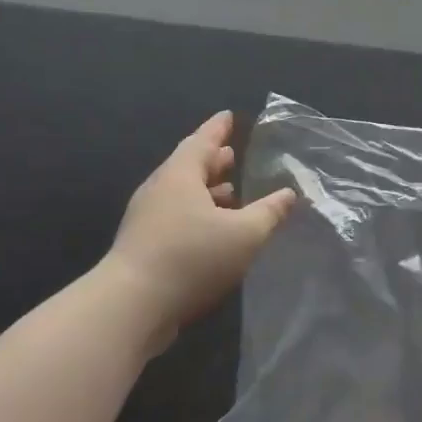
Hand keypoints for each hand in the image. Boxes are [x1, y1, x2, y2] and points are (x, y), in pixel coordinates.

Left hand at [101, 111, 297, 352]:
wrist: (132, 305)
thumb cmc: (192, 257)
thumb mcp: (245, 234)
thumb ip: (270, 212)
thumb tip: (288, 194)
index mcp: (180, 176)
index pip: (201, 141)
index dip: (217, 129)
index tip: (228, 116)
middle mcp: (160, 191)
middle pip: (188, 167)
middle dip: (212, 161)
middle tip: (233, 155)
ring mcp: (147, 219)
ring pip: (182, 195)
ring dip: (206, 191)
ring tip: (231, 192)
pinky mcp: (144, 246)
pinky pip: (177, 217)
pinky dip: (198, 214)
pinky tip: (214, 231)